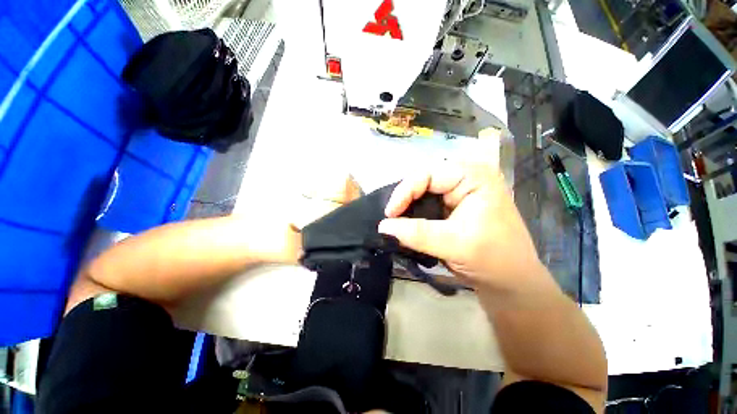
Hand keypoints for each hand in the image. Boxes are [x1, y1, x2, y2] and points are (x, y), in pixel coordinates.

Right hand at [378, 163, 544, 292]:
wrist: (511, 282)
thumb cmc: (493, 260)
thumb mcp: (454, 244)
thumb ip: (417, 233)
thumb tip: (383, 226)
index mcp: (473, 176)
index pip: (429, 173)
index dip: (405, 191)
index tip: (390, 214)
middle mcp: (465, 177)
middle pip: (424, 179)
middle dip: (405, 198)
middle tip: (391, 217)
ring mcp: (459, 191)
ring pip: (423, 191)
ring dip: (408, 206)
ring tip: (396, 220)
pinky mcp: (453, 205)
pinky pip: (427, 203)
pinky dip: (415, 213)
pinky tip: (407, 224)